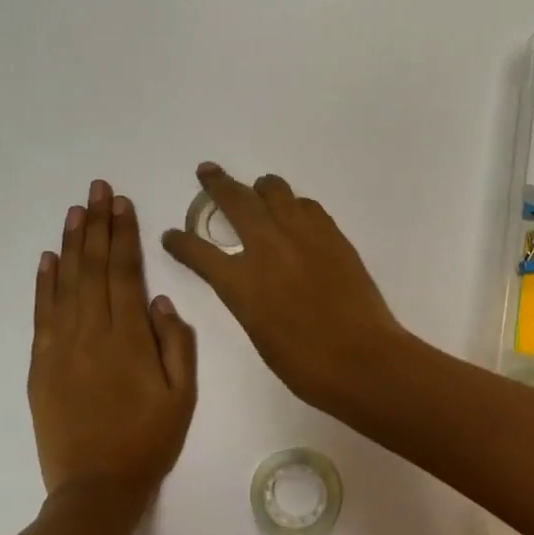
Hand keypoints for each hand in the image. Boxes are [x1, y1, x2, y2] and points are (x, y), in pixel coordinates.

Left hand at [29, 179, 196, 504]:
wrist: (96, 490)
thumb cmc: (149, 440)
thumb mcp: (183, 395)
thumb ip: (176, 344)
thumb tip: (157, 300)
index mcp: (129, 338)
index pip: (125, 272)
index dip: (124, 234)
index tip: (122, 203)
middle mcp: (92, 334)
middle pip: (94, 268)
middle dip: (98, 225)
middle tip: (98, 189)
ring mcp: (61, 348)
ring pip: (66, 284)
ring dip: (71, 244)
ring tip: (75, 210)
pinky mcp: (41, 366)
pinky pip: (42, 315)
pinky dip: (44, 283)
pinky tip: (48, 258)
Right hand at [162, 163, 408, 408]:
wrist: (362, 357)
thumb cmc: (305, 363)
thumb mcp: (258, 331)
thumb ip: (246, 297)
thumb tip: (248, 278)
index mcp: (241, 282)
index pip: (198, 251)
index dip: (181, 242)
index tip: (171, 235)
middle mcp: (268, 247)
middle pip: (236, 201)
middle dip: (217, 184)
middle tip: (207, 171)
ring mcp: (303, 235)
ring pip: (275, 191)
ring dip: (260, 188)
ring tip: (257, 189)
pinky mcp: (332, 234)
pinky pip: (307, 206)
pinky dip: (295, 205)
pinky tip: (295, 213)